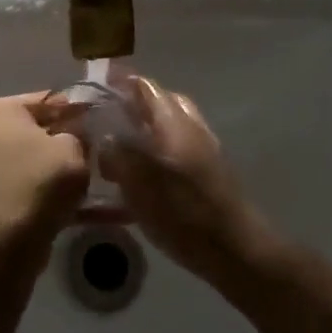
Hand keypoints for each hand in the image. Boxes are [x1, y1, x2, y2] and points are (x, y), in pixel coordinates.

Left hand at [0, 93, 88, 239]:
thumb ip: (78, 134)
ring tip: (93, 174)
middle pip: (37, 129)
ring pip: (34, 159)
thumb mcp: (72, 147)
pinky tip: (84, 205)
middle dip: (66, 137)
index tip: (97, 117)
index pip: (46, 99)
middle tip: (96, 146)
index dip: (75, 107)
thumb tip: (78, 136)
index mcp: (2, 111)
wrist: (10, 238)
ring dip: (60, 166)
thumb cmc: (41, 179)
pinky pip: (30, 184)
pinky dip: (52, 191)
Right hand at [97, 76, 267, 282]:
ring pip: (168, 128)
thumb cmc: (184, 212)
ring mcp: (202, 151)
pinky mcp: (207, 175)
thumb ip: (118, 154)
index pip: (146, 87)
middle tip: (105, 119)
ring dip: (144, 130)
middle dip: (133, 106)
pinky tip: (140, 178)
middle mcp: (191, 128)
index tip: (96, 86)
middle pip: (160, 103)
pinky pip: (175, 151)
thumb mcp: (140, 183)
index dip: (121, 82)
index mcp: (174, 122)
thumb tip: (106, 137)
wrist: (235, 250)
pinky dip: (156, 153)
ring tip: (117, 149)